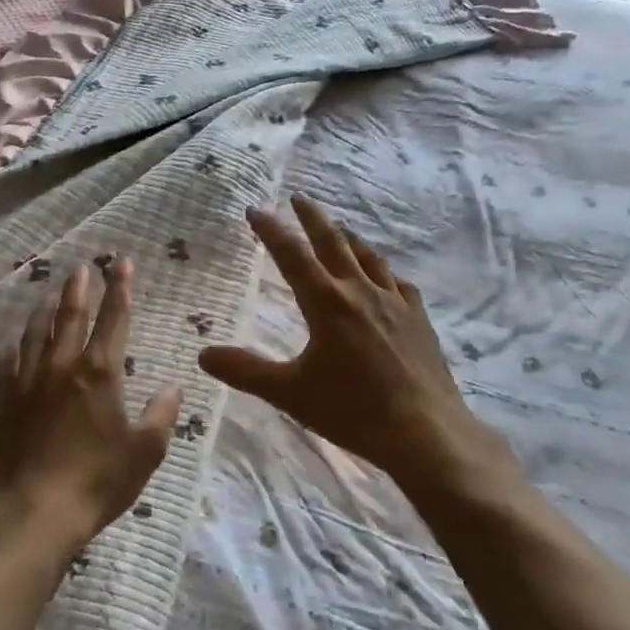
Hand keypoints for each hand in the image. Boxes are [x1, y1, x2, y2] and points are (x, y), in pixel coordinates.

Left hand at [0, 261, 182, 556]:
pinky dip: (13, 348)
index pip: (114, 319)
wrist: (32, 514)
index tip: (122, 263)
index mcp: (99, 373)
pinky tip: (13, 344)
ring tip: (51, 293)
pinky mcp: (3, 404)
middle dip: (80, 289)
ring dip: (46, 309)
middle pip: (71, 316)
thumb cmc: (97, 482)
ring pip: (35, 333)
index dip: (120, 289)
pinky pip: (6, 365)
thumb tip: (171, 387)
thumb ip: (161, 415)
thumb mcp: (145, 452)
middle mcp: (62, 367)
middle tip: (82, 268)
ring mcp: (27, 383)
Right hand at [198, 196, 513, 500]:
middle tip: (299, 198)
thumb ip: (245, 371)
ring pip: (369, 257)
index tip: (256, 209)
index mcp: (326, 302)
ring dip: (348, 239)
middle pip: (333, 242)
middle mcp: (360, 291)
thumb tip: (204, 354)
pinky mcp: (419, 319)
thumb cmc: (352, 410)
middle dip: (313, 218)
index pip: (292, 255)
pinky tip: (385, 279)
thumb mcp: (290, 393)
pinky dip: (384, 272)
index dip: (271, 230)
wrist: (425, 431)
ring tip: (339, 229)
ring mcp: (395, 302)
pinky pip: (399, 283)